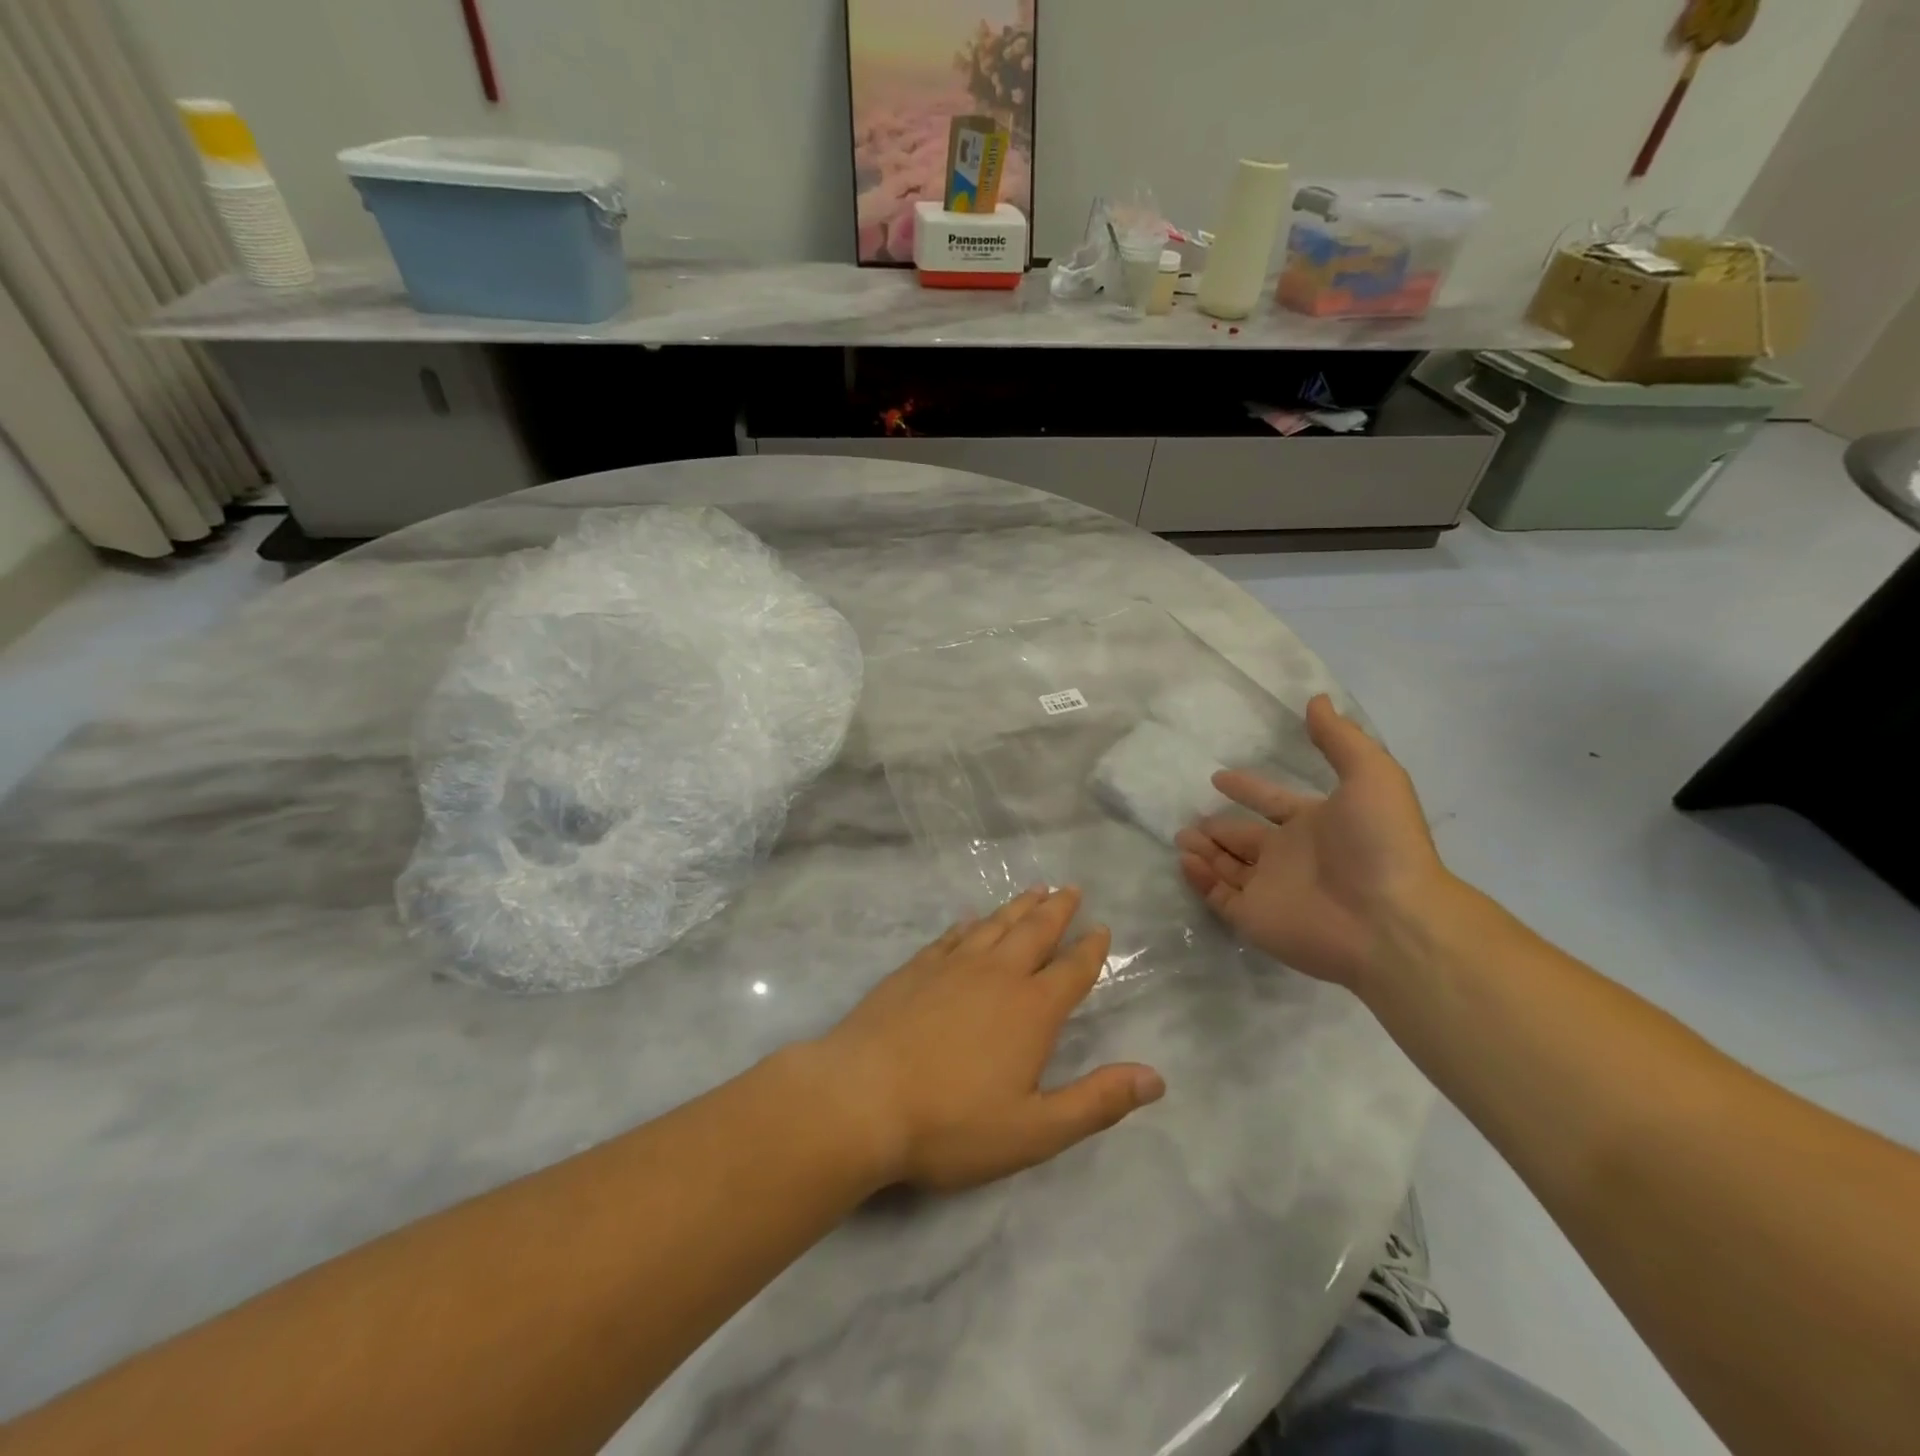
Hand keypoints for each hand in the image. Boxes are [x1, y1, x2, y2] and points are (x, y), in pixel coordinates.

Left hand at [816, 886, 1164, 1192]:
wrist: (860, 1098)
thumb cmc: (951, 1123)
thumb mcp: (1035, 1130)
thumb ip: (1097, 1102)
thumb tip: (1156, 1078)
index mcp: (1031, 1010)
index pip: (1071, 970)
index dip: (1091, 949)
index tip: (1102, 928)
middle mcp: (996, 975)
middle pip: (1034, 932)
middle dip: (1057, 910)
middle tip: (1071, 888)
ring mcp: (952, 967)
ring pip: (994, 925)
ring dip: (1018, 907)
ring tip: (1034, 891)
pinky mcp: (915, 969)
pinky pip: (951, 936)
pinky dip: (968, 925)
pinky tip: (969, 920)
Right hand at [1175, 695, 1451, 988]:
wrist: (1388, 920)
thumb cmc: (1379, 843)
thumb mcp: (1371, 775)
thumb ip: (1339, 739)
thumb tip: (1317, 698)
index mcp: (1316, 824)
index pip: (1273, 803)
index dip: (1249, 789)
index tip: (1219, 777)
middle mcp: (1291, 856)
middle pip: (1245, 838)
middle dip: (1218, 827)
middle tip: (1189, 819)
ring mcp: (1271, 889)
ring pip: (1227, 866)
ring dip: (1204, 851)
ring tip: (1180, 837)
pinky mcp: (1254, 918)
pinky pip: (1219, 896)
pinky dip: (1200, 879)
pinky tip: (1186, 860)